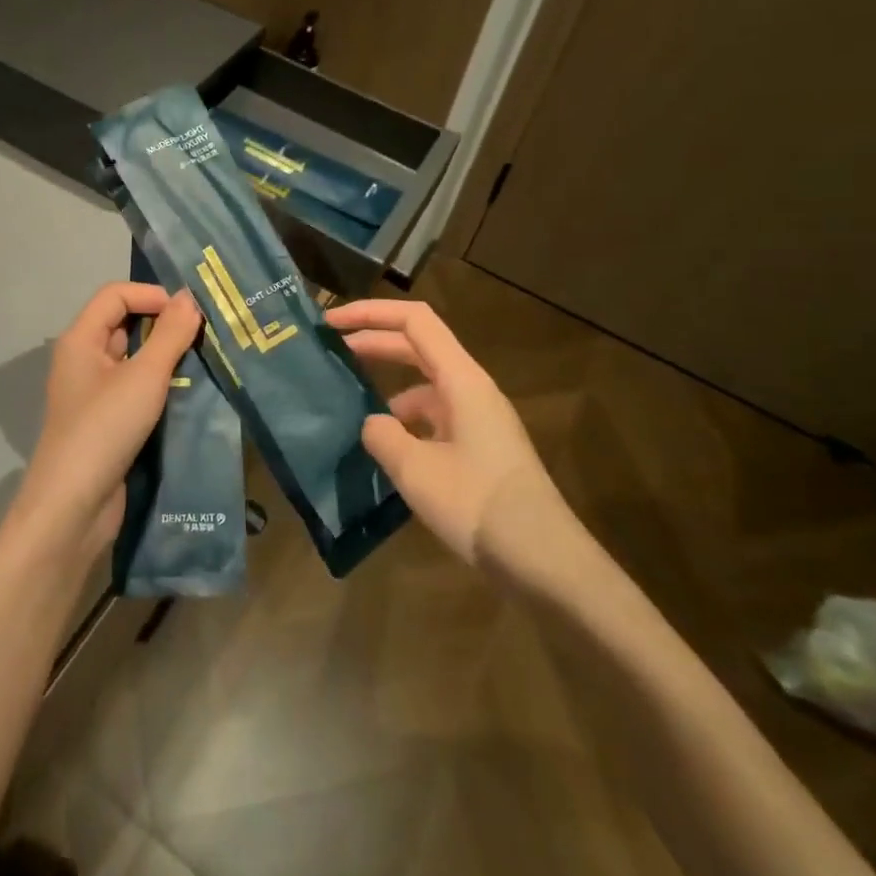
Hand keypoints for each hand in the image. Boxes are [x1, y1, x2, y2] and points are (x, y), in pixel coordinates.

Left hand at [8, 282, 202, 560]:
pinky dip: (159, 386)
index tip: (190, 311)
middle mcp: (83, 360)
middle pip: (124, 324)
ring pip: (133, 359)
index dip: (151, 295)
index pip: (115, 295)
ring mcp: (93, 393)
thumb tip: (188, 297)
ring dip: (165, 357)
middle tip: (205, 332)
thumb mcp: (144, 377)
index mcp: (80, 340)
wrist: (73, 508)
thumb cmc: (104, 429)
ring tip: (204, 361)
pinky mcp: (106, 422)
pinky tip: (188, 394)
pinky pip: (135, 389)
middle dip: (163, 324)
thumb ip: (170, 335)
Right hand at [327, 299, 573, 566]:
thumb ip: (383, 436)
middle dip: (374, 343)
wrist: (545, 562)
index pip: (414, 322)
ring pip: (426, 385)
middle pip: (418, 347)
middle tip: (330, 352)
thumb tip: (373, 424)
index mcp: (462, 380)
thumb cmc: (479, 505)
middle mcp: (472, 389)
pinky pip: (435, 418)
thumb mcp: (416, 470)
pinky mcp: (480, 449)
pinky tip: (385, 451)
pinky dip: (406, 422)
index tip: (331, 322)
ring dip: (388, 387)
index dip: (371, 313)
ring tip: (350, 408)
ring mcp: (479, 419)